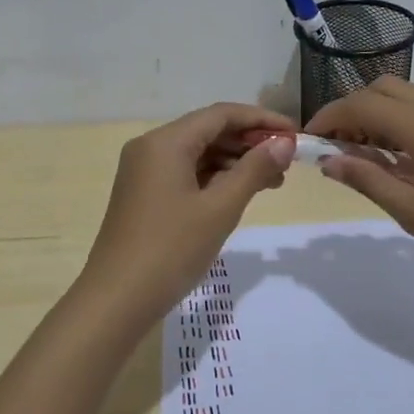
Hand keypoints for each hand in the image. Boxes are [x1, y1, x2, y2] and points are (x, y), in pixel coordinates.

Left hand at [79, 102, 296, 326]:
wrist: (117, 299)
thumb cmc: (171, 249)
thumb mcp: (220, 209)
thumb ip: (254, 170)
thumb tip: (284, 143)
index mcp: (166, 142)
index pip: (221, 114)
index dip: (261, 120)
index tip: (295, 134)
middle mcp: (151, 147)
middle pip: (208, 131)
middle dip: (249, 143)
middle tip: (288, 162)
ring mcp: (145, 172)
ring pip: (198, 154)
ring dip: (235, 163)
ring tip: (274, 182)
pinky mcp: (144, 194)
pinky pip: (186, 173)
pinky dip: (215, 179)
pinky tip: (241, 193)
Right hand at [305, 79, 413, 289]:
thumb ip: (369, 180)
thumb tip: (328, 161)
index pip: (361, 104)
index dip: (329, 118)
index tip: (309, 141)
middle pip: (382, 89)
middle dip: (352, 110)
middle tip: (338, 148)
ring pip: (407, 95)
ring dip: (378, 113)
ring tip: (367, 156)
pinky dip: (403, 121)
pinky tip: (404, 159)